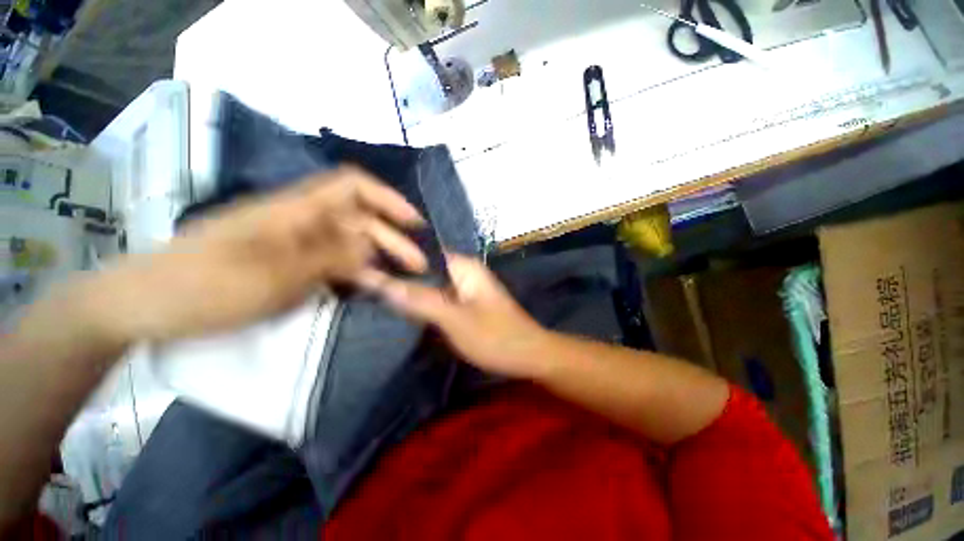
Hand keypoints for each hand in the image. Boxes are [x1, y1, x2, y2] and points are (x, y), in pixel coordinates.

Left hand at [53, 167, 427, 346]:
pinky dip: (356, 271)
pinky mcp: (289, 263)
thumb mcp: (274, 273)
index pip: (353, 186)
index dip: (388, 199)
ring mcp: (295, 242)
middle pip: (359, 219)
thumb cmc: (205, 285)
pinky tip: (370, 285)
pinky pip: (333, 262)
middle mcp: (301, 219)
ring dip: (379, 257)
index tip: (415, 222)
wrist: (147, 303)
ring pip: (350, 242)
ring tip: (401, 278)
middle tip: (419, 265)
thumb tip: (372, 245)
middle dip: (393, 239)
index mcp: (296, 209)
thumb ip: (329, 256)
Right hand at [359, 253, 553, 378]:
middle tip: (362, 281)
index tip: (363, 263)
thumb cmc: (495, 337)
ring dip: (408, 290)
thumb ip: (419, 299)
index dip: (394, 257)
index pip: (421, 252)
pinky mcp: (465, 303)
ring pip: (429, 284)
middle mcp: (463, 271)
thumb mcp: (454, 319)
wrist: (528, 356)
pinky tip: (400, 307)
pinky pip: (437, 297)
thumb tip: (379, 280)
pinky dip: (421, 301)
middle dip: (398, 275)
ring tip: (373, 292)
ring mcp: (464, 287)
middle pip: (424, 268)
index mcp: (463, 266)